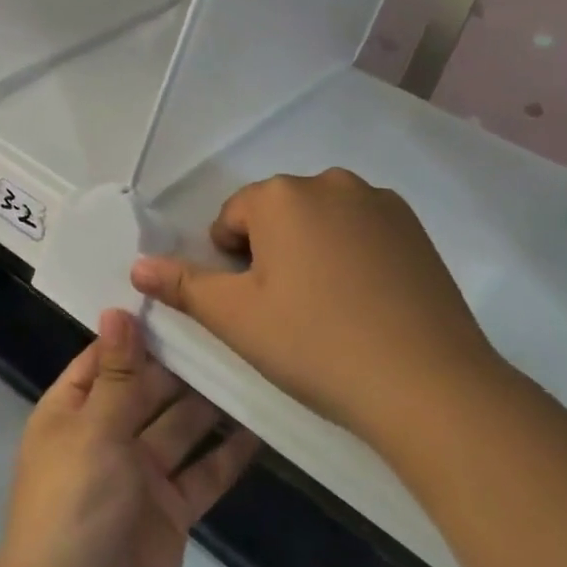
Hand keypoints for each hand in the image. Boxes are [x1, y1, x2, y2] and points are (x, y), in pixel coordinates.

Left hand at [0, 309, 258, 566]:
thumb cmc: (73, 508)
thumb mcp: (93, 431)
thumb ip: (116, 374)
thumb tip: (117, 309)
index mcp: (73, 412)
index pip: (106, 358)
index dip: (138, 331)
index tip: (178, 295)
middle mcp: (105, 436)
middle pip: (148, 389)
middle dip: (182, 364)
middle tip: (231, 326)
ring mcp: (140, 476)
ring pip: (180, 427)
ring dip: (209, 403)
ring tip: (251, 365)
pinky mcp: (170, 513)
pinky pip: (202, 474)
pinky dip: (227, 454)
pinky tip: (259, 427)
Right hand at [129, 168, 505, 448]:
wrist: (428, 384)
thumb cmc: (316, 344)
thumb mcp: (236, 318)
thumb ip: (183, 285)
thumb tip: (138, 266)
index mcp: (281, 196)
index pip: (234, 217)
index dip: (233, 262)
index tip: (254, 305)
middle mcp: (329, 182)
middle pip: (278, 213)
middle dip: (272, 252)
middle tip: (288, 311)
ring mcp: (378, 201)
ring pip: (321, 220)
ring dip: (312, 250)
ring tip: (330, 309)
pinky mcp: (415, 227)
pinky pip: (363, 230)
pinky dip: (354, 255)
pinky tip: (367, 303)